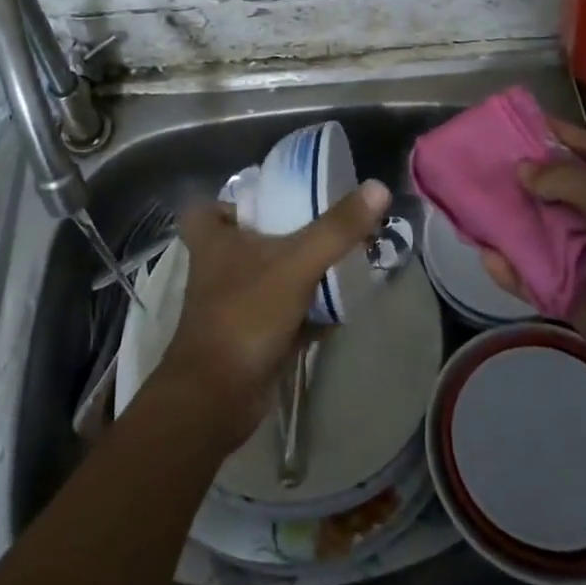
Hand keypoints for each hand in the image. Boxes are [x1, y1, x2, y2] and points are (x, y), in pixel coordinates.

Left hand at [155, 180, 390, 448]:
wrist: (216, 397)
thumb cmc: (245, 314)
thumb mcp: (295, 263)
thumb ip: (336, 228)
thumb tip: (378, 187)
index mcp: (213, 239)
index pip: (207, 206)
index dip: (232, 201)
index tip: (268, 198)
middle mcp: (217, 267)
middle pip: (247, 239)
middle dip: (282, 234)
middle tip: (323, 223)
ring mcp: (232, 304)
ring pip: (268, 277)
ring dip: (299, 273)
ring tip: (342, 258)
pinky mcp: (249, 336)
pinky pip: (282, 314)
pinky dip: (307, 312)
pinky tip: (341, 307)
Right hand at [482, 120, 585, 417]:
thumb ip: (566, 181)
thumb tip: (521, 169)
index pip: (585, 148)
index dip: (552, 132)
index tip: (510, 120)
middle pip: (553, 190)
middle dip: (516, 178)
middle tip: (471, 164)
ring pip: (538, 234)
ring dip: (506, 223)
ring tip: (464, 207)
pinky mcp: (574, 298)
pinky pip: (535, 278)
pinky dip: (512, 270)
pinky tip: (487, 257)